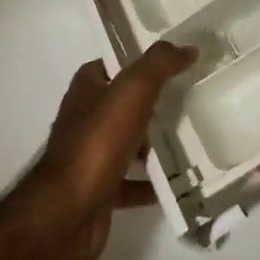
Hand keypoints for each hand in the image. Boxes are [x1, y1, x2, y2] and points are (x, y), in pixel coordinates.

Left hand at [9, 42, 197, 259]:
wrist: (68, 212)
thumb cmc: (99, 141)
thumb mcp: (133, 89)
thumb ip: (160, 64)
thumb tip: (188, 48)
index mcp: (87, 87)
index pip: (116, 64)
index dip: (143, 62)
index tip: (177, 65)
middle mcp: (85, 117)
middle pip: (124, 104)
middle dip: (153, 104)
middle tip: (190, 103)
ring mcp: (90, 155)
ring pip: (128, 142)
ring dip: (153, 144)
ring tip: (190, 141)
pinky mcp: (98, 190)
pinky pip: (131, 182)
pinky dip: (150, 183)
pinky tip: (176, 184)